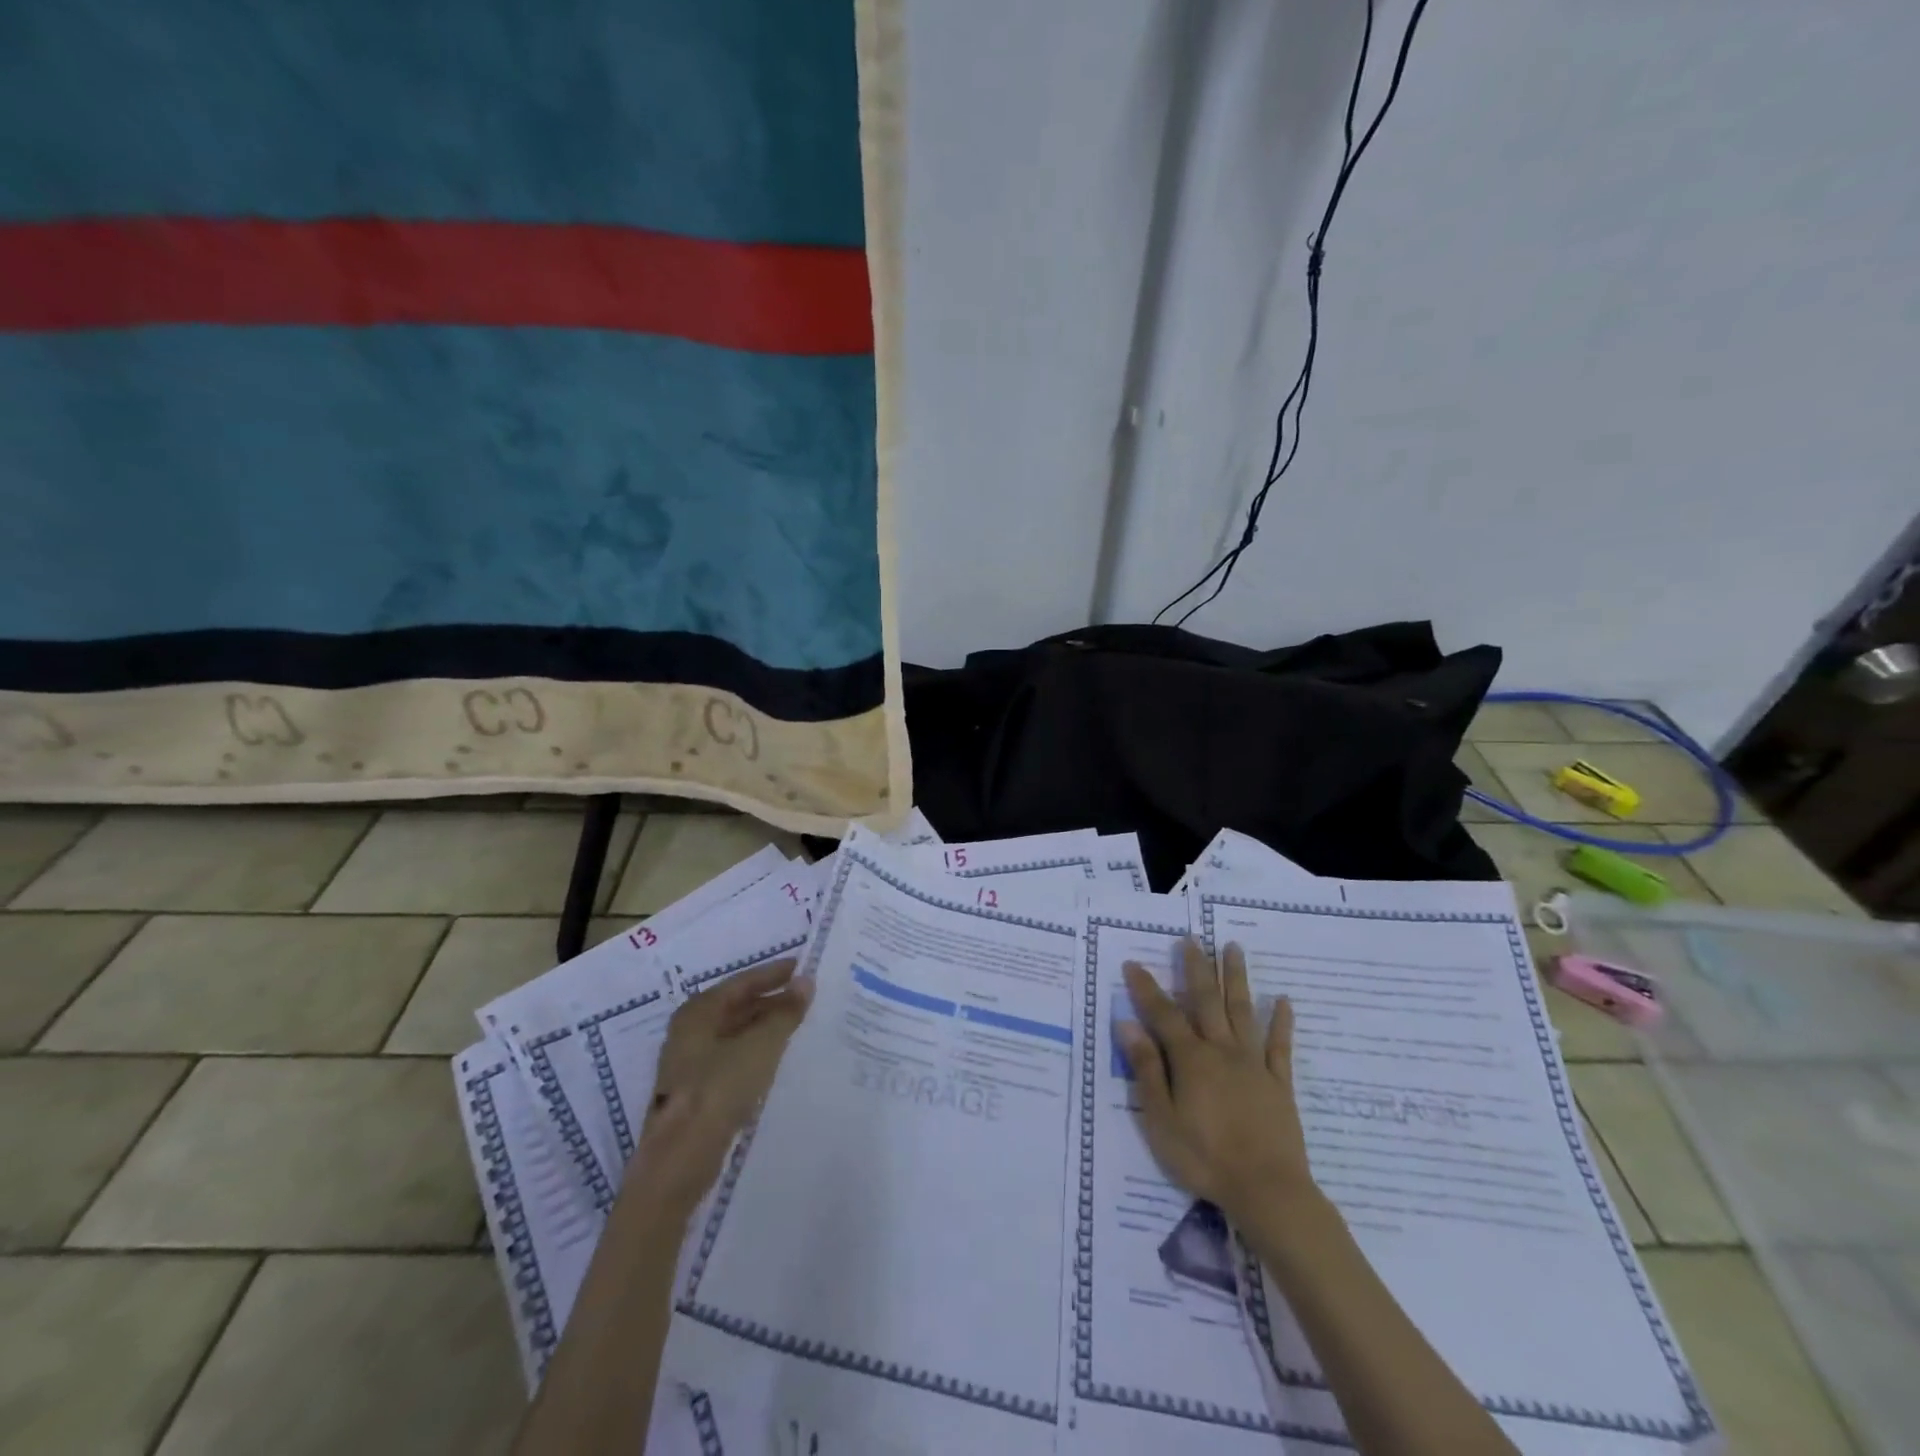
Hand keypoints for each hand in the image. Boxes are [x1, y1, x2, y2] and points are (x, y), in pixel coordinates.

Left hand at [632, 959, 811, 1219]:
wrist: (680, 1161)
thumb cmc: (718, 1090)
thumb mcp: (760, 1046)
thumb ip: (785, 1013)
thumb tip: (806, 981)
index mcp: (698, 1012)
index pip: (741, 982)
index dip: (773, 973)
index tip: (803, 967)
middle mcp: (690, 1031)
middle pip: (736, 1006)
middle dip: (771, 1000)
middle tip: (807, 997)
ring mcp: (690, 1063)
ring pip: (735, 1034)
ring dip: (765, 1027)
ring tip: (799, 1025)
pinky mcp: (697, 1092)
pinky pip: (733, 1058)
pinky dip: (756, 1051)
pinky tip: (777, 1059)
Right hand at [1118, 940, 1315, 1224]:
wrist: (1267, 1190)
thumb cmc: (1205, 1158)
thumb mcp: (1161, 1119)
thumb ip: (1147, 1069)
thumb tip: (1127, 1025)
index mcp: (1190, 1059)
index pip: (1163, 1014)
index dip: (1146, 988)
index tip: (1134, 963)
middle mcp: (1221, 1050)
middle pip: (1207, 1001)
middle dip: (1196, 968)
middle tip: (1192, 939)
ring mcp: (1253, 1064)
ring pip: (1243, 1011)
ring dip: (1237, 978)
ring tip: (1233, 948)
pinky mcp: (1279, 1084)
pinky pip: (1280, 1046)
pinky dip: (1281, 1023)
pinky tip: (1283, 1001)